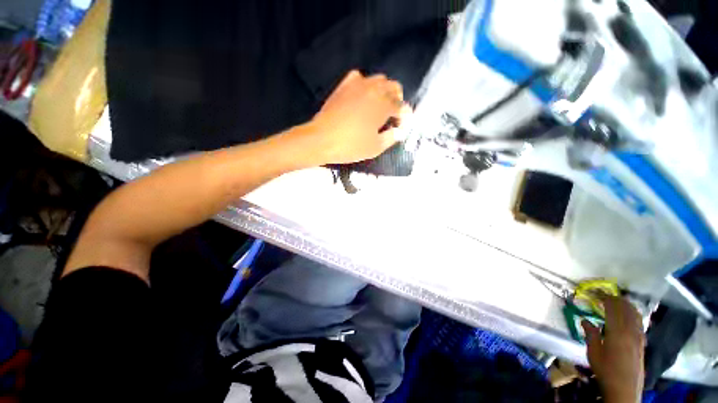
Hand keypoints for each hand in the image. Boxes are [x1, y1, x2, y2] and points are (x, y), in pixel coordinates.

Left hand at [308, 70, 411, 163]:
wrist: (320, 139)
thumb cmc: (350, 145)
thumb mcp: (375, 147)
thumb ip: (392, 137)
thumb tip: (398, 131)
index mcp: (384, 106)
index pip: (401, 106)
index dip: (404, 116)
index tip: (400, 125)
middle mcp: (374, 91)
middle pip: (394, 87)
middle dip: (396, 98)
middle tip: (392, 112)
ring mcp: (358, 85)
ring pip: (379, 78)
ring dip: (383, 88)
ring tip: (378, 102)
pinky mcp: (344, 85)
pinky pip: (358, 76)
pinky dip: (363, 82)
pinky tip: (361, 93)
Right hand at [582, 296, 644, 402]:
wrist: (625, 385)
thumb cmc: (606, 372)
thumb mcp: (594, 357)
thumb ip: (591, 336)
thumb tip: (584, 321)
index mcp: (616, 328)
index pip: (611, 305)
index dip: (605, 298)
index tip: (597, 296)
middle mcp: (629, 323)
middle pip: (623, 304)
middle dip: (614, 299)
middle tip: (605, 299)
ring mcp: (637, 328)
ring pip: (632, 308)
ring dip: (624, 303)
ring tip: (617, 305)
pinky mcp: (642, 334)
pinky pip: (638, 316)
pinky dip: (632, 310)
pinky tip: (629, 316)